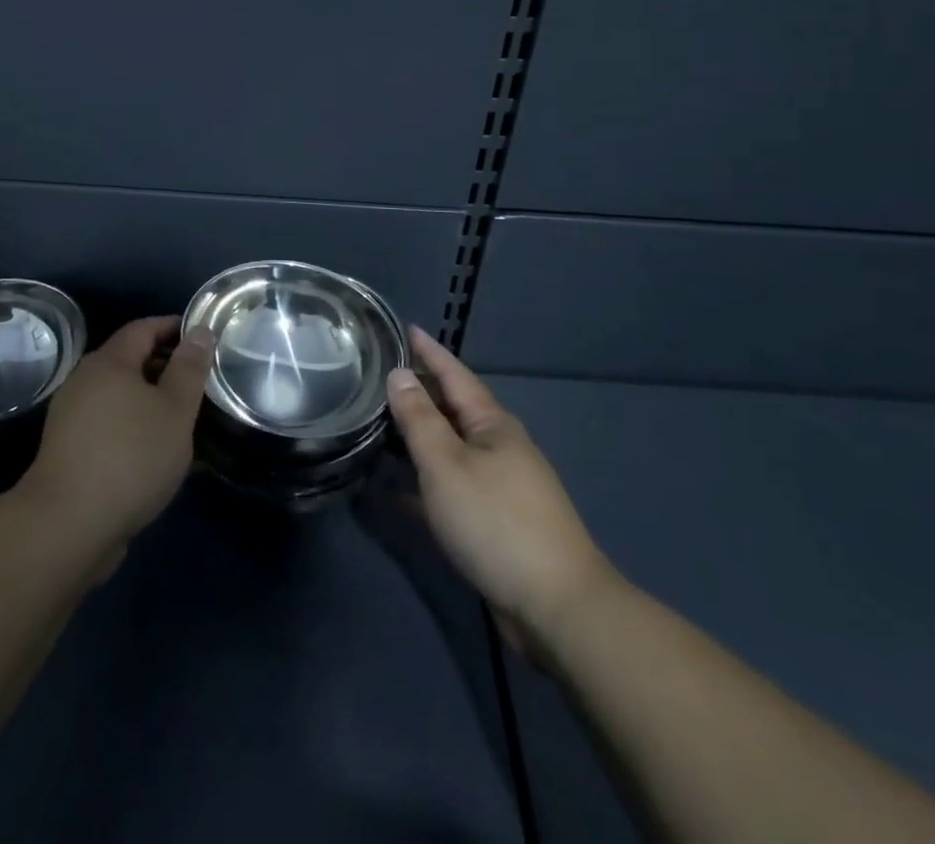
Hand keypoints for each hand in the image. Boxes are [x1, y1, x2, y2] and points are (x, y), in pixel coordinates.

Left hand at [18, 316, 210, 557]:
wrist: (67, 527)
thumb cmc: (130, 457)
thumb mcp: (175, 410)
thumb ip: (189, 368)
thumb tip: (200, 331)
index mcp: (108, 363)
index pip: (143, 328)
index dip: (174, 327)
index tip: (203, 337)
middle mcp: (84, 381)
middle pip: (129, 360)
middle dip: (165, 365)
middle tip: (200, 380)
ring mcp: (72, 417)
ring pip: (120, 395)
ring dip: (151, 399)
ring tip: (184, 418)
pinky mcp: (69, 450)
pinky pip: (110, 424)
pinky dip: (135, 425)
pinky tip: (155, 451)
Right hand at [386, 327, 613, 652]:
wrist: (556, 607)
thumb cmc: (496, 521)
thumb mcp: (447, 464)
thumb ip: (419, 418)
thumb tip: (400, 374)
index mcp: (492, 424)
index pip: (454, 374)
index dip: (430, 351)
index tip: (405, 328)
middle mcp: (497, 448)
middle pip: (451, 410)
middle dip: (419, 392)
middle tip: (378, 376)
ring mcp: (497, 486)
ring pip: (448, 450)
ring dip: (416, 438)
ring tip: (377, 425)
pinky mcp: (492, 523)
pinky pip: (447, 490)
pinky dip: (419, 486)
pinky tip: (389, 492)